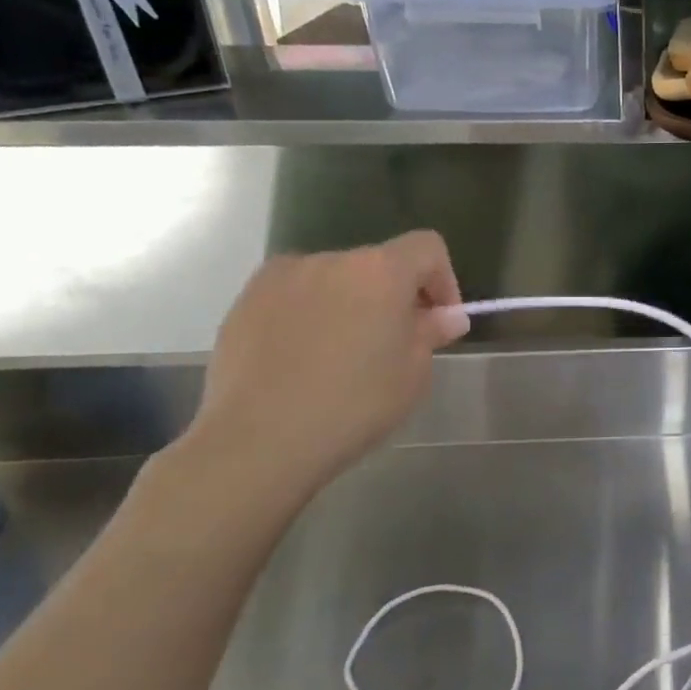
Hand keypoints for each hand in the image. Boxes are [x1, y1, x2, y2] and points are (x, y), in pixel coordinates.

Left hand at [176, 232, 468, 511]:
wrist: (258, 441)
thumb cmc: (353, 405)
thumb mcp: (413, 373)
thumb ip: (431, 332)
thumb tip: (446, 316)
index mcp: (380, 271)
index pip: (426, 248)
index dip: (443, 279)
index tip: (439, 321)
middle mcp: (330, 260)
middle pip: (378, 263)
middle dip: (394, 295)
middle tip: (395, 343)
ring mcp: (281, 278)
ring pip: (334, 280)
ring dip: (351, 303)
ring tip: (344, 353)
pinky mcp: (244, 302)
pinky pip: (295, 296)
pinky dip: (310, 315)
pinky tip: (303, 359)